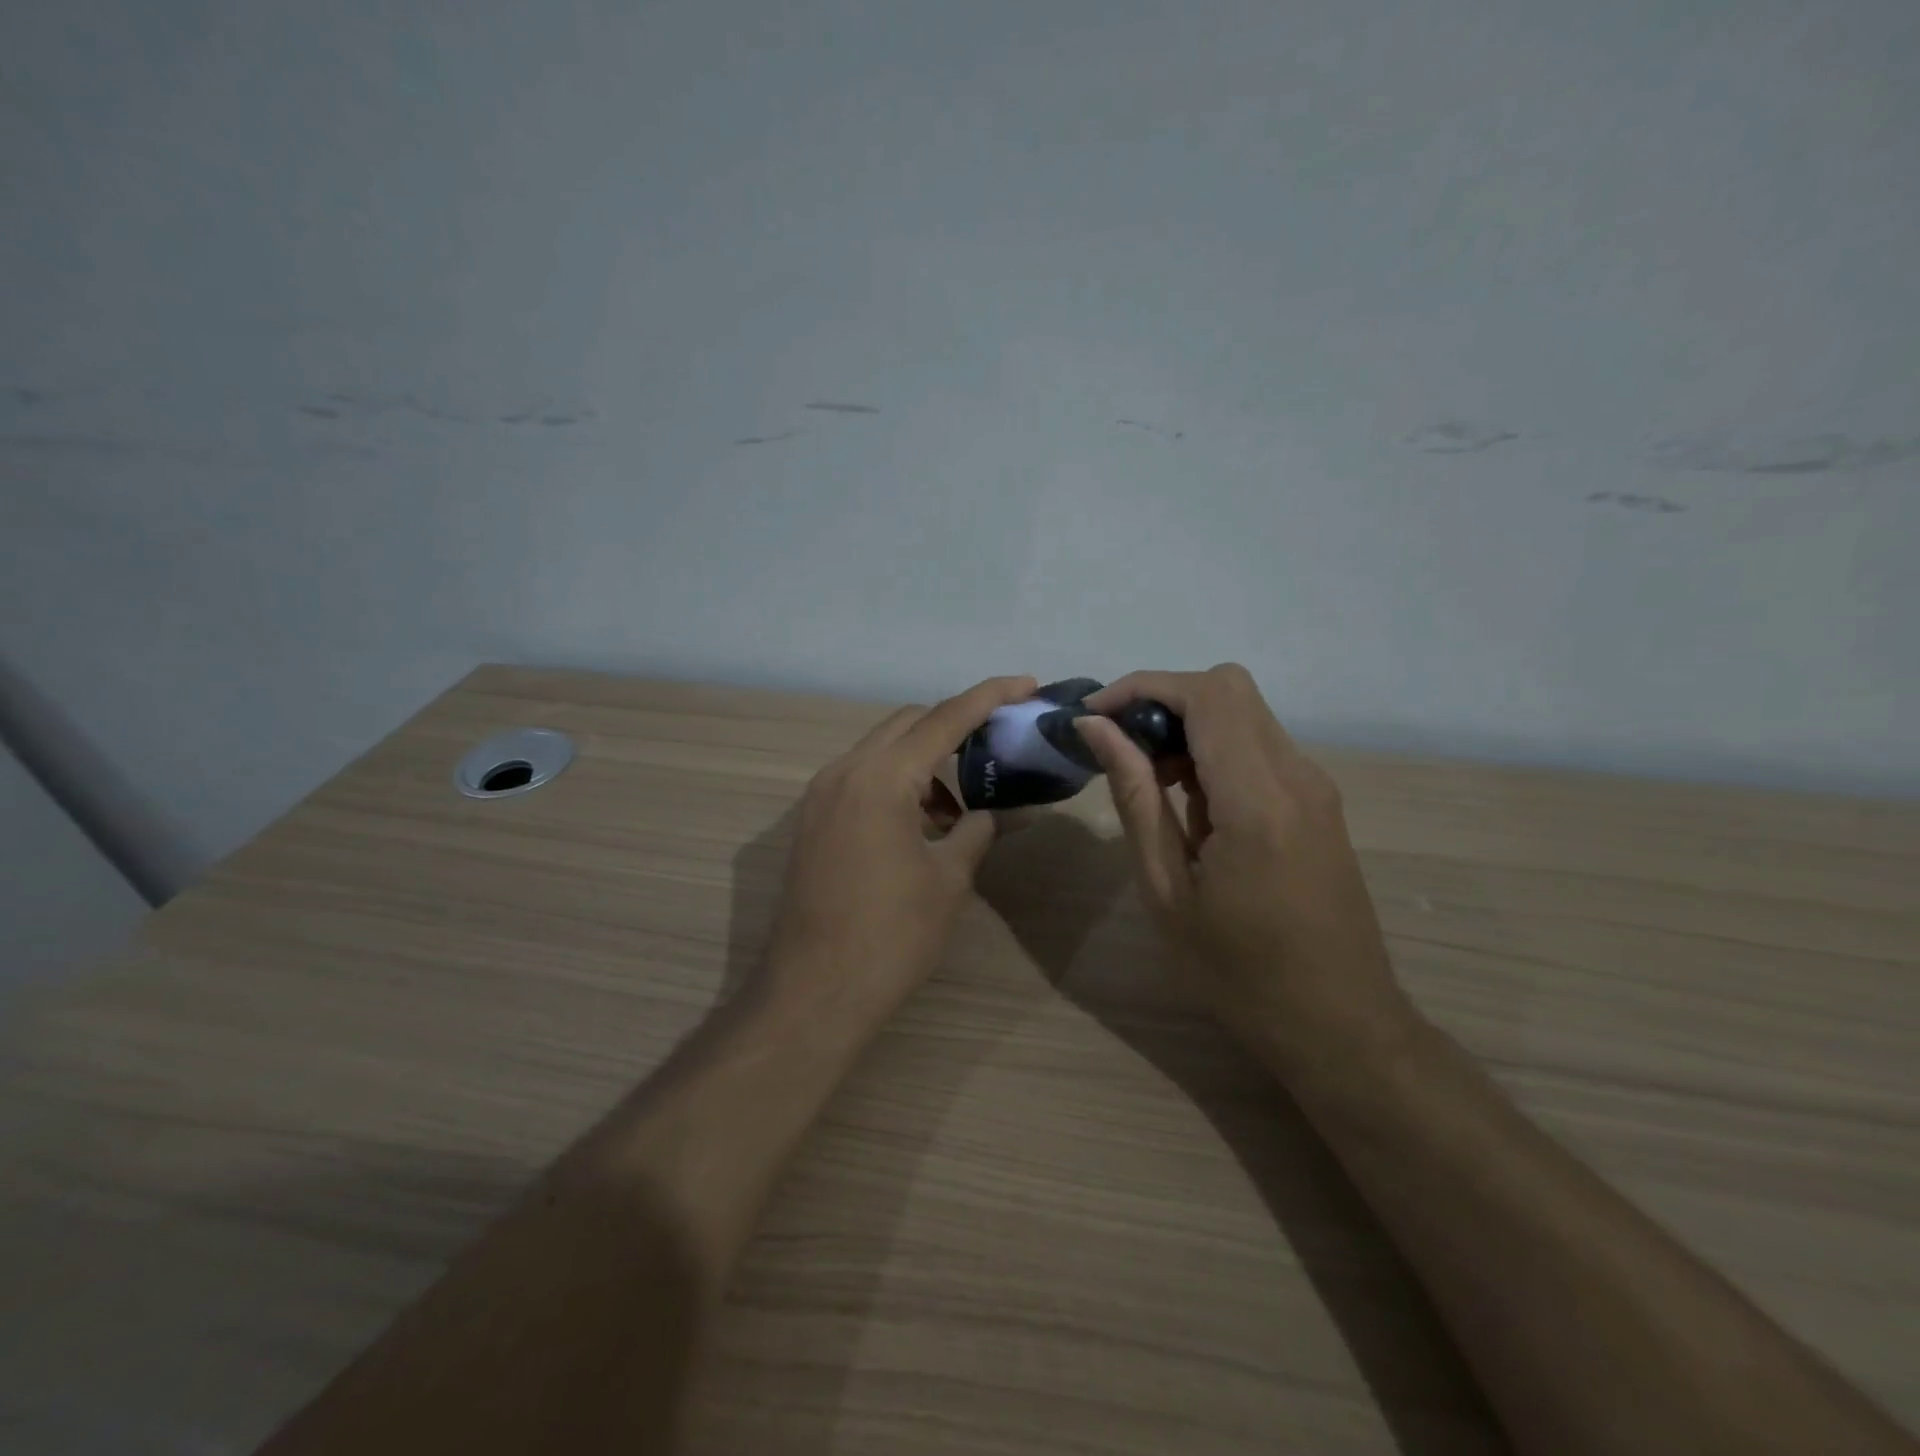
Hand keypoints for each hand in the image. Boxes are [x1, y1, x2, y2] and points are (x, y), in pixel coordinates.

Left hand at [768, 675, 1038, 1027]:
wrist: (814, 992)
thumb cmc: (891, 935)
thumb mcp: (949, 879)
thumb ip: (980, 830)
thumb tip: (1010, 811)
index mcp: (881, 777)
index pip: (944, 718)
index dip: (989, 696)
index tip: (1026, 683)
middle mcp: (844, 771)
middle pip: (908, 724)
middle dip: (955, 726)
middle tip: (998, 745)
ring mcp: (820, 796)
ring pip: (882, 751)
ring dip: (924, 761)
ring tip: (960, 807)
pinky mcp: (812, 821)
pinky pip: (861, 779)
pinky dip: (896, 784)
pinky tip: (922, 824)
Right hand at [1076, 665, 1411, 1071]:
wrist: (1341, 1026)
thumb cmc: (1239, 974)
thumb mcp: (1168, 891)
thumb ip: (1134, 797)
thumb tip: (1096, 730)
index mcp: (1258, 800)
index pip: (1207, 695)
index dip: (1143, 688)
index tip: (1095, 717)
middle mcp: (1297, 776)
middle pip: (1228, 689)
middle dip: (1163, 701)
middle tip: (1121, 750)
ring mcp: (1315, 787)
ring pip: (1244, 713)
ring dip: (1188, 727)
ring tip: (1149, 783)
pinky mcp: (1318, 802)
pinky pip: (1259, 747)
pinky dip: (1214, 751)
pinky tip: (1190, 806)